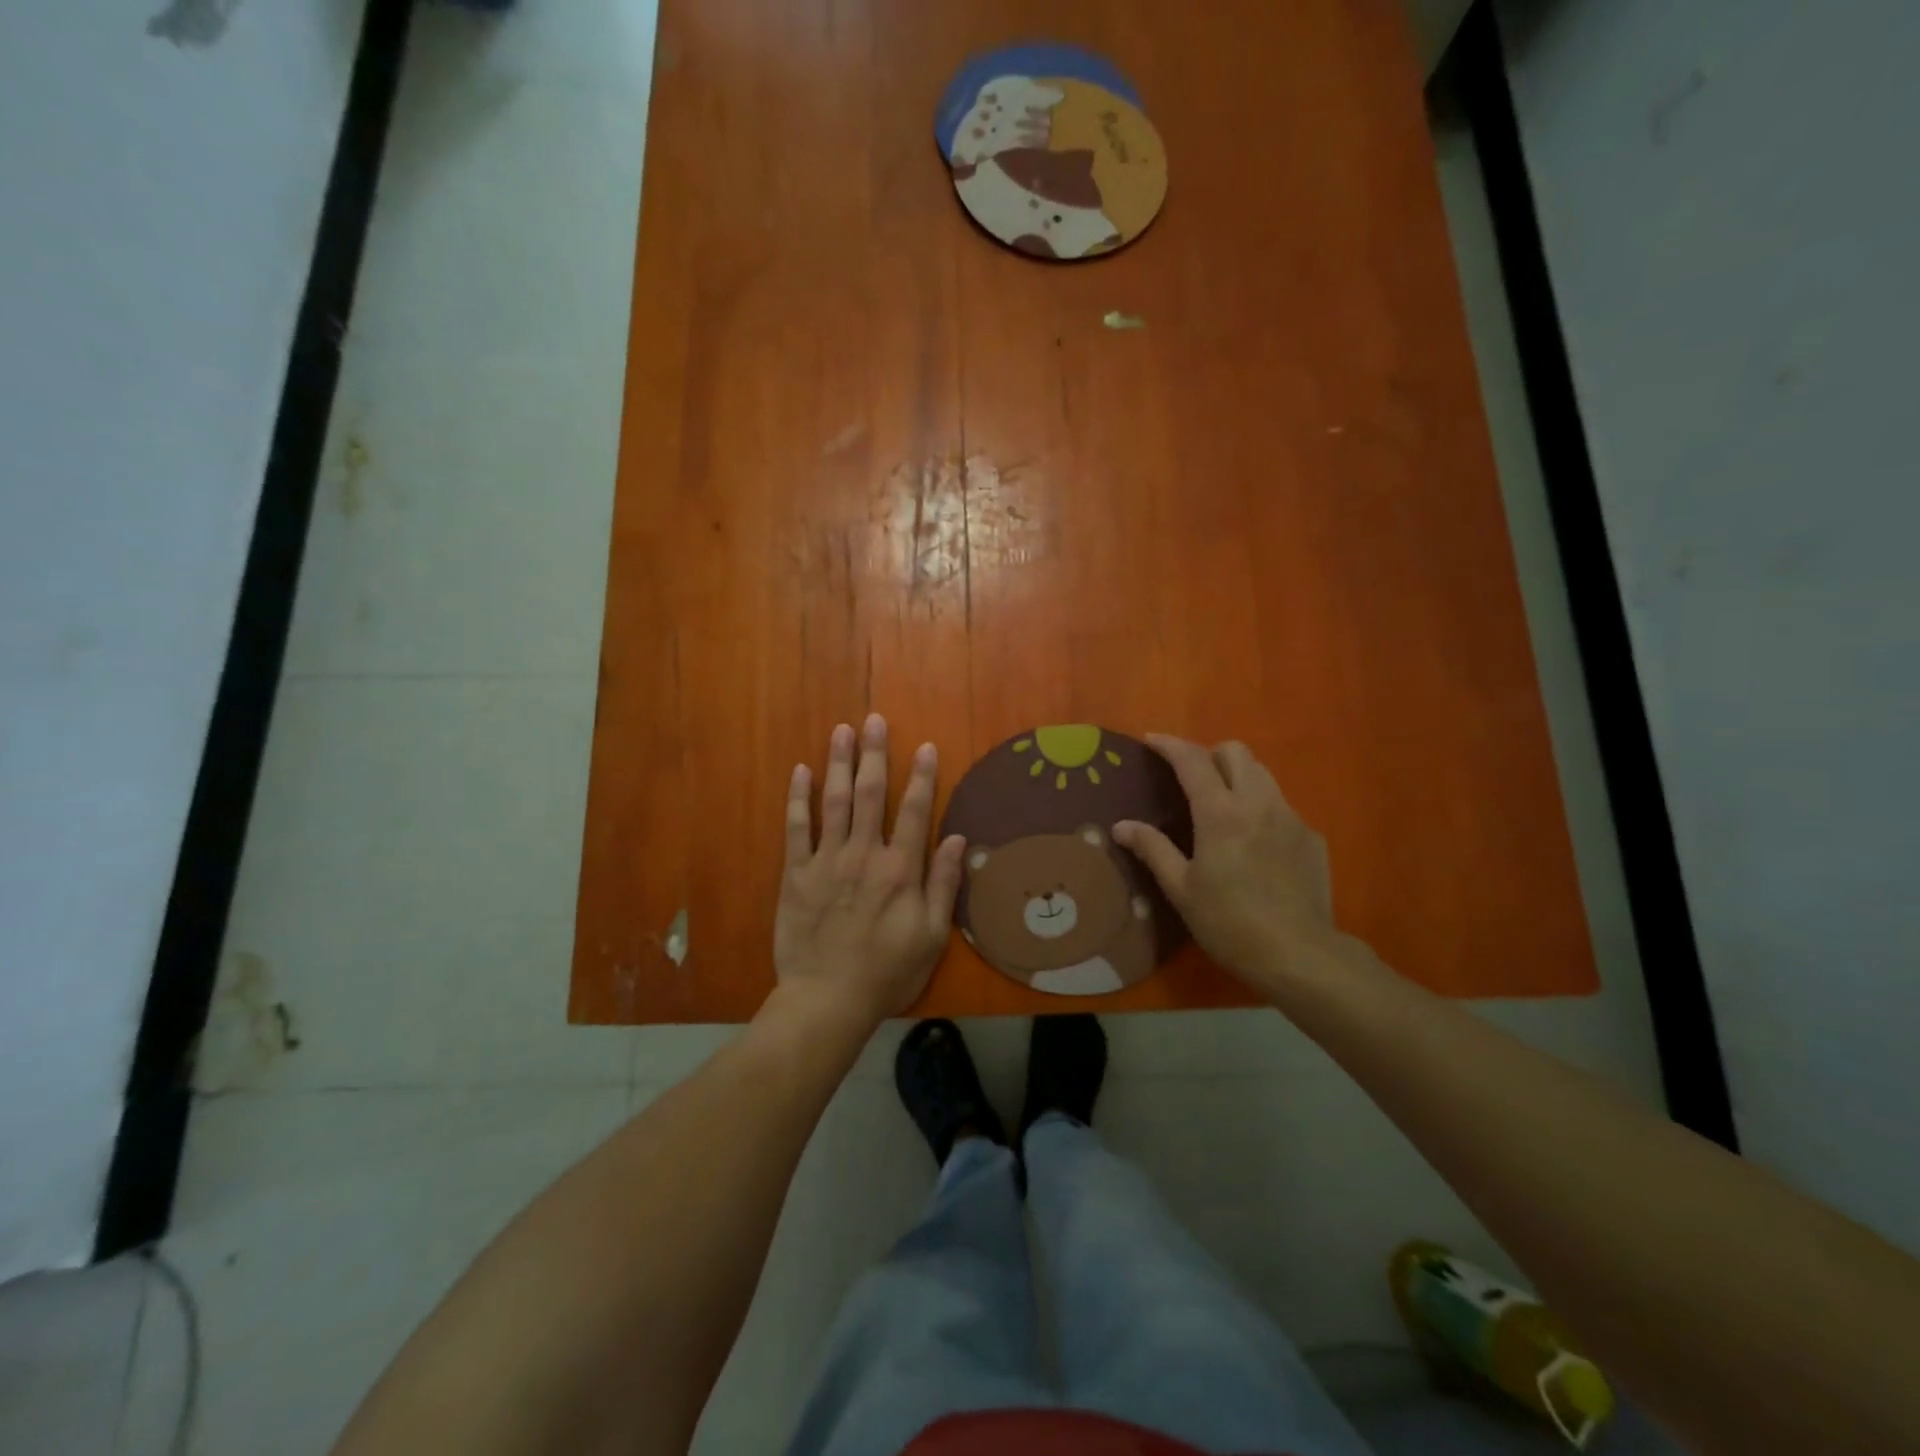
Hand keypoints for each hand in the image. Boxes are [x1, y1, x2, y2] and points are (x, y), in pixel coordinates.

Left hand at [773, 714, 965, 1025]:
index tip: (924, 747)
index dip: (922, 776)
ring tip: (842, 730)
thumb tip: (956, 839)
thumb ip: (943, 885)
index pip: (915, 811)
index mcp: (899, 869)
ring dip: (839, 763)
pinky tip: (801, 771)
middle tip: (874, 720)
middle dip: (874, 754)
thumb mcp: (930, 936)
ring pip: (834, 801)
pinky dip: (799, 798)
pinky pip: (796, 827)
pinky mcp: (796, 873)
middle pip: (870, 794)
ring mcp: (826, 860)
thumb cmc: (887, 971)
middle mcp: (863, 854)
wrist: (827, 999)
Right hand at [1113, 735, 1337, 992]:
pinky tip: (1253, 841)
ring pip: (1262, 773)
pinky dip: (1260, 807)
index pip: (1193, 760)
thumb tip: (1121, 825)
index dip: (1169, 745)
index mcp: (1220, 813)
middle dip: (1209, 754)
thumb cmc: (1229, 923)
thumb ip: (1152, 849)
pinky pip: (1281, 805)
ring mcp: (1290, 817)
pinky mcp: (1311, 836)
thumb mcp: (1181, 889)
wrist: (1299, 955)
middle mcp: (1258, 803)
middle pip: (1235, 751)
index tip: (1151, 741)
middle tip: (1190, 778)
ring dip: (1237, 776)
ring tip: (1221, 804)